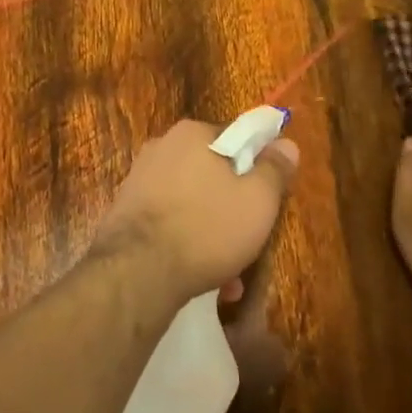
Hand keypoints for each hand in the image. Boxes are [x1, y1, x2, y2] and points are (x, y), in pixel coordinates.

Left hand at [93, 120, 298, 306]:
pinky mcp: (125, 213)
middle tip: (250, 239)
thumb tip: (286, 144)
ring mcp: (138, 181)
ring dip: (212, 233)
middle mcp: (161, 148)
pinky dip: (187, 244)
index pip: (236, 139)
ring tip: (230, 275)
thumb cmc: (207, 227)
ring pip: (191, 204)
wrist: (137, 272)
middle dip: (233, 207)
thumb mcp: (258, 200)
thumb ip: (275, 169)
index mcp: (192, 134)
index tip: (267, 198)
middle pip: (212, 173)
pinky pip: (169, 223)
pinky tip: (203, 279)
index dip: (257, 167)